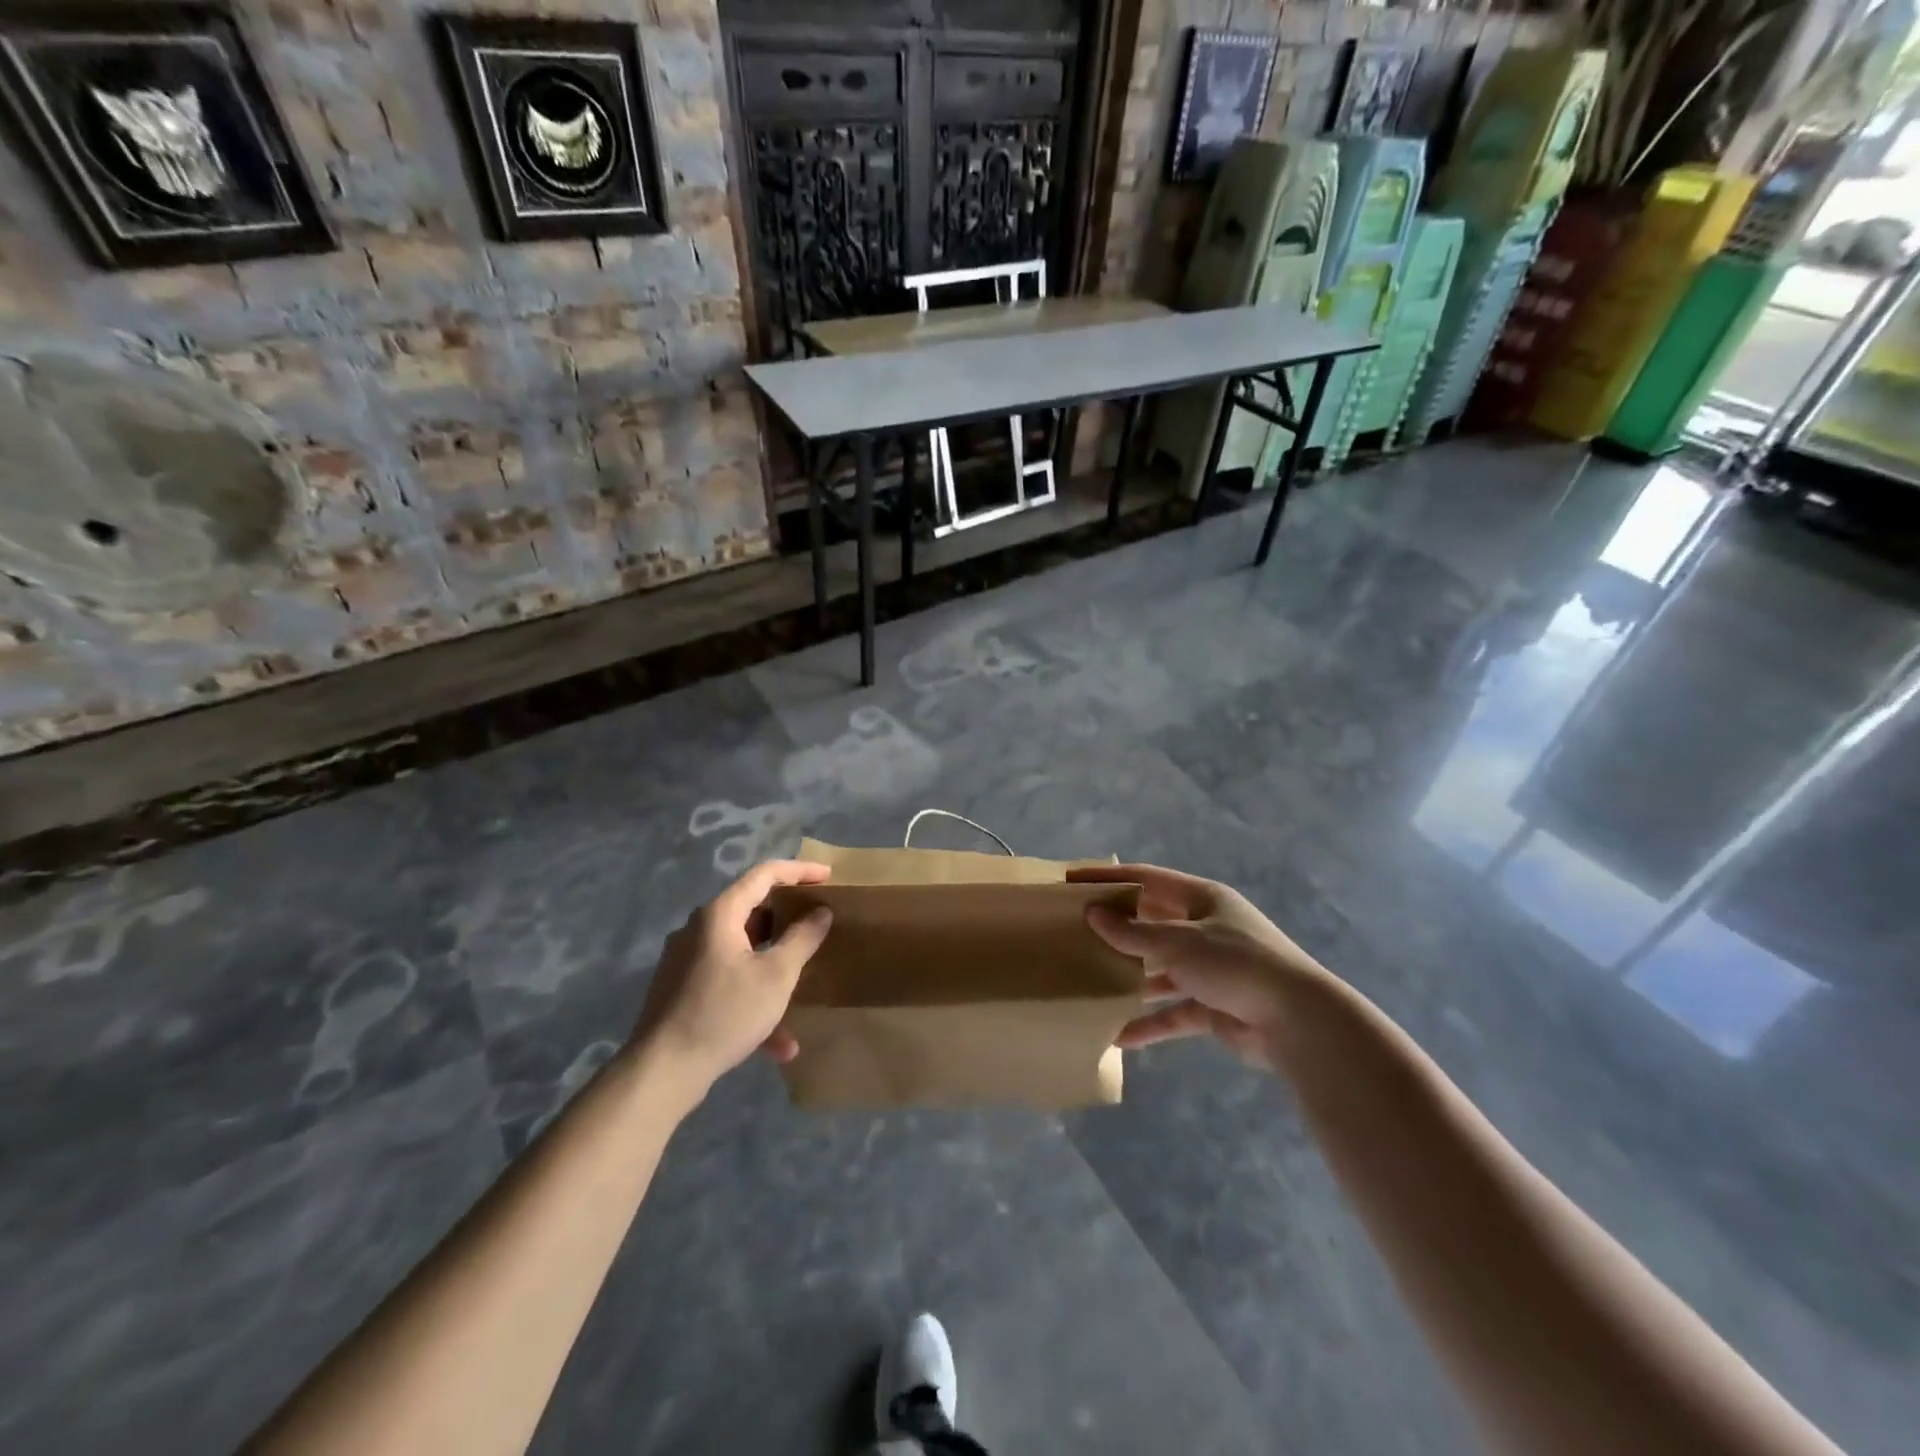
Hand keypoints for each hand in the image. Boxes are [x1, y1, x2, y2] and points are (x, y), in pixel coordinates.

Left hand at [634, 860, 833, 1091]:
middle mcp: (699, 929)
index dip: (799, 871)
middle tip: (818, 921)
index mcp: (719, 914)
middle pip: (751, 909)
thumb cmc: (725, 1012)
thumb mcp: (776, 976)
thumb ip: (802, 938)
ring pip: (742, 951)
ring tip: (803, 981)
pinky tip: (779, 1044)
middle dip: (788, 918)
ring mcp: (687, 960)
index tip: (828, 876)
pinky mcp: (682, 990)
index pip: (764, 874)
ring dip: (774, 965)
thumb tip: (821, 911)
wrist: (662, 1071)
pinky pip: (728, 982)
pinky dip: (754, 999)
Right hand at [1069, 863, 1326, 1070]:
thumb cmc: (1235, 963)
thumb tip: (1093, 914)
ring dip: (1132, 978)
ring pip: (1161, 969)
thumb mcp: (1179, 942)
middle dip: (1118, 929)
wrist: (1297, 1020)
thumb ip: (1133, 933)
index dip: (1109, 879)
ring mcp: (1211, 968)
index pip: (1146, 880)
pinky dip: (1152, 1023)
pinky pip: (1174, 1012)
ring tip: (1091, 982)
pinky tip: (1120, 1036)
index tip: (1072, 881)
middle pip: (1152, 923)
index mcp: (1202, 899)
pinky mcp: (1214, 1006)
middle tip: (1076, 932)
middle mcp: (1206, 928)